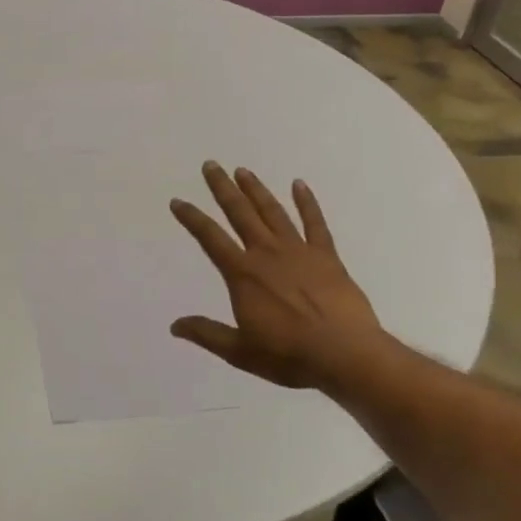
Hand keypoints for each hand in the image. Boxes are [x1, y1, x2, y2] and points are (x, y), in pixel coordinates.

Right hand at [169, 162, 394, 393]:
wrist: (345, 355)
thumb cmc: (289, 355)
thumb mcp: (240, 352)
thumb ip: (207, 334)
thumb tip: (175, 326)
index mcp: (243, 275)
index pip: (210, 238)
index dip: (192, 218)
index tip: (178, 201)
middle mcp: (266, 254)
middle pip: (240, 213)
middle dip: (223, 188)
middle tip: (211, 165)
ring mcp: (298, 251)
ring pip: (272, 212)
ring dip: (256, 190)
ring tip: (243, 171)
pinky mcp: (326, 256)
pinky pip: (315, 223)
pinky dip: (307, 202)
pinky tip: (299, 184)